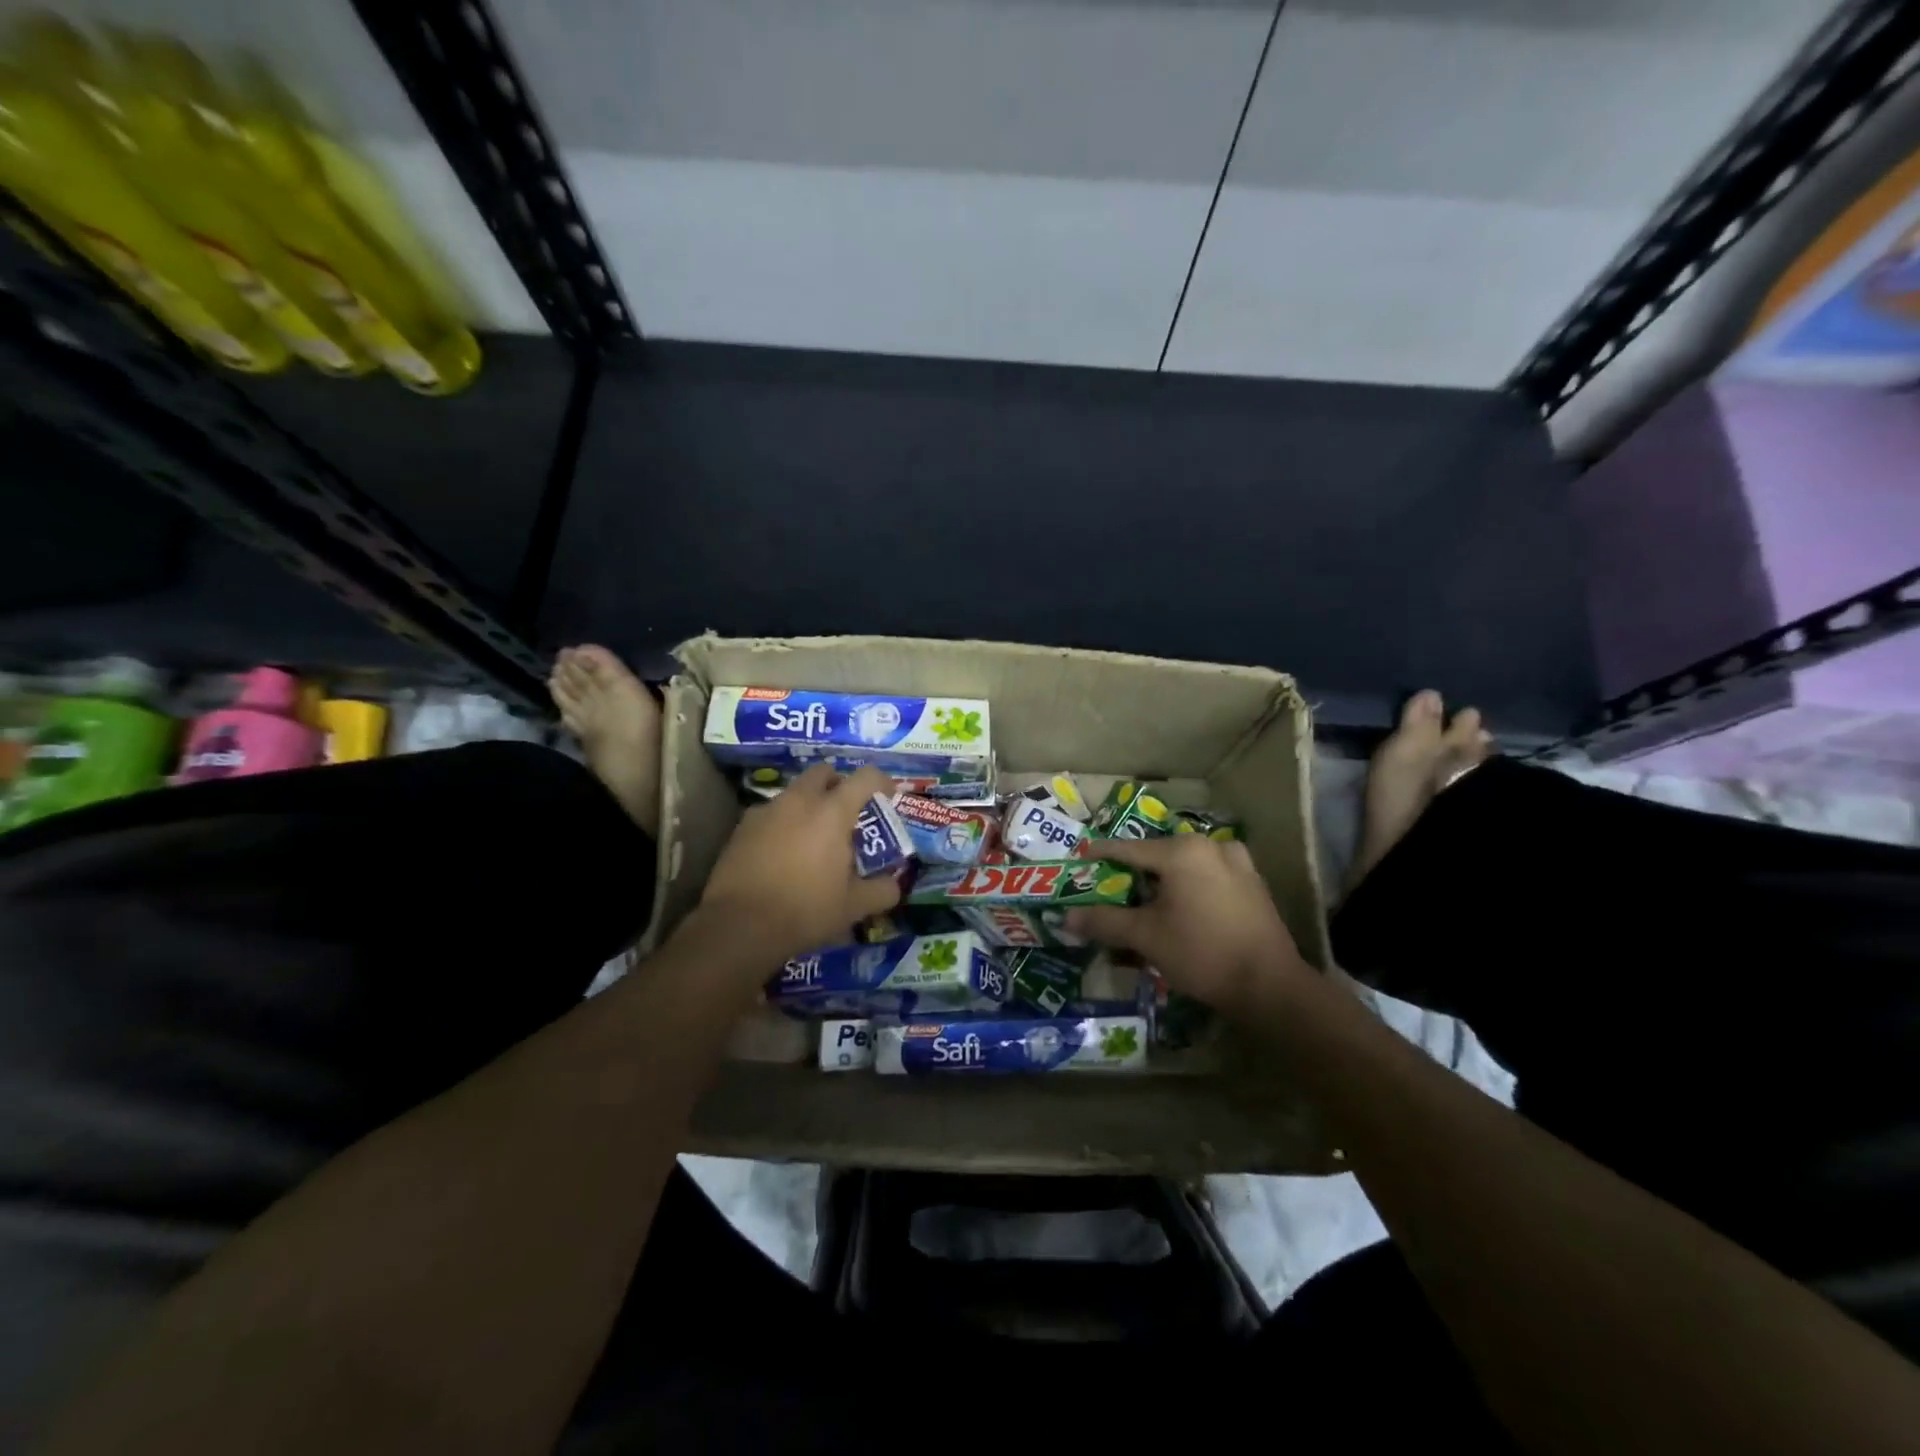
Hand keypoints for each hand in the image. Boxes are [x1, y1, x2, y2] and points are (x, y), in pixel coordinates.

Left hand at [697, 764, 903, 963]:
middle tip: (847, 812)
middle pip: (823, 773)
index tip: (888, 796)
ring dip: (809, 804)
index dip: (881, 781)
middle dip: (838, 784)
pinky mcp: (742, 828)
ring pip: (794, 793)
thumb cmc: (805, 910)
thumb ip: (882, 891)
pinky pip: (770, 813)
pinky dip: (783, 823)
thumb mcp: (853, 907)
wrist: (739, 926)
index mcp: (832, 812)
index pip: (865, 778)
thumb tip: (894, 885)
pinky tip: (783, 852)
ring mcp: (766, 811)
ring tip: (813, 837)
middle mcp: (799, 801)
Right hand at [1066, 835, 1311, 1013]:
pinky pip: (1209, 879)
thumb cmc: (1201, 952)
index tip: (1080, 859)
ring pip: (1185, 868)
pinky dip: (1189, 890)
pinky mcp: (1253, 885)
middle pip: (1158, 857)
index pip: (1128, 848)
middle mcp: (1210, 846)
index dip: (1100, 855)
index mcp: (1182, 851)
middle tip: (1112, 892)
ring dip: (1163, 884)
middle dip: (1134, 875)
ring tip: (1146, 906)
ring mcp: (1238, 863)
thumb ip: (1104, 921)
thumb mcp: (1145, 937)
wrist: (1270, 986)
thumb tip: (1066, 917)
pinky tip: (1182, 913)